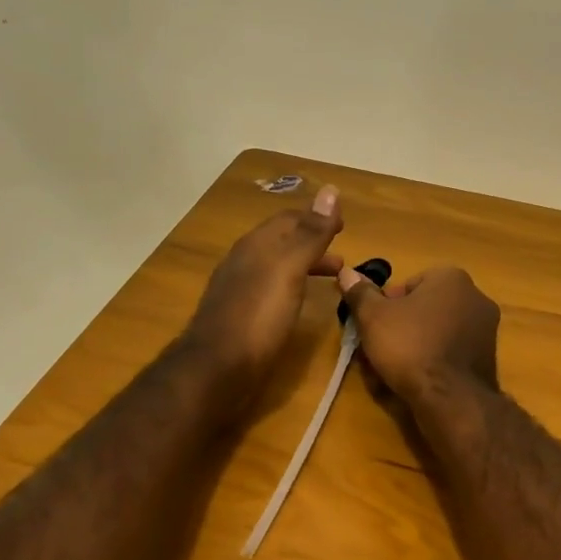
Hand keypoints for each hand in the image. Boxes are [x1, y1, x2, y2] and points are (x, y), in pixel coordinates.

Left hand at [184, 186, 344, 382]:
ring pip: (277, 267)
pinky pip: (271, 290)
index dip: (317, 218)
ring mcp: (239, 290)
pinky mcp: (239, 316)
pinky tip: (300, 303)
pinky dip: (293, 287)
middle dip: (312, 242)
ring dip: (305, 266)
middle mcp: (245, 261)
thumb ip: (311, 233)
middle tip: (341, 255)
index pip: (289, 219)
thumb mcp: (290, 269)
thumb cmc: (258, 315)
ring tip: (332, 278)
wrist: (216, 369)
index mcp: (256, 245)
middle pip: (282, 242)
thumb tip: (331, 190)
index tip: (344, 226)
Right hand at [336, 265, 499, 404]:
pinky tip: (416, 381)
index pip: (408, 284)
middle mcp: (475, 297)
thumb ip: (360, 293)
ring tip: (393, 370)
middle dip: (401, 327)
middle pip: (424, 308)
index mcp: (452, 278)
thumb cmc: (410, 346)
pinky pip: (451, 353)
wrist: (450, 398)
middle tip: (380, 349)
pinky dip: (433, 362)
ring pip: (437, 332)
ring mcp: (486, 329)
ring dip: (415, 346)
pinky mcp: (488, 358)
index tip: (373, 326)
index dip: (385, 305)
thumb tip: (346, 272)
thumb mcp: (373, 317)